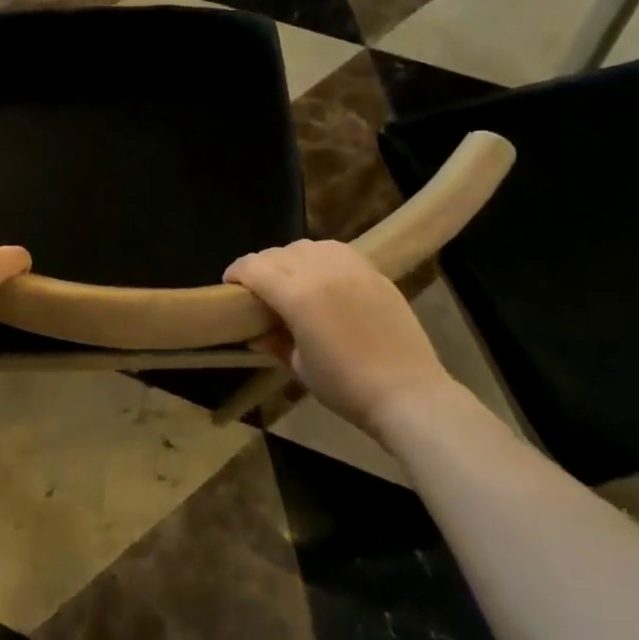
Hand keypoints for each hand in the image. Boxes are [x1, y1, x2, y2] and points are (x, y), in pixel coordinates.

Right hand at [224, 240, 457, 434]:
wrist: (408, 393)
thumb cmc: (345, 387)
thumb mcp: (299, 367)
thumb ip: (273, 341)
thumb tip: (255, 332)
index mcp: (296, 294)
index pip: (253, 267)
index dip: (236, 273)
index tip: (230, 286)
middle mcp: (320, 271)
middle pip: (277, 253)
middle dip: (261, 267)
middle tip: (259, 290)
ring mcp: (350, 267)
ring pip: (306, 246)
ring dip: (290, 259)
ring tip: (292, 281)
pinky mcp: (373, 272)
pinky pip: (336, 251)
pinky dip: (320, 258)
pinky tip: (322, 279)